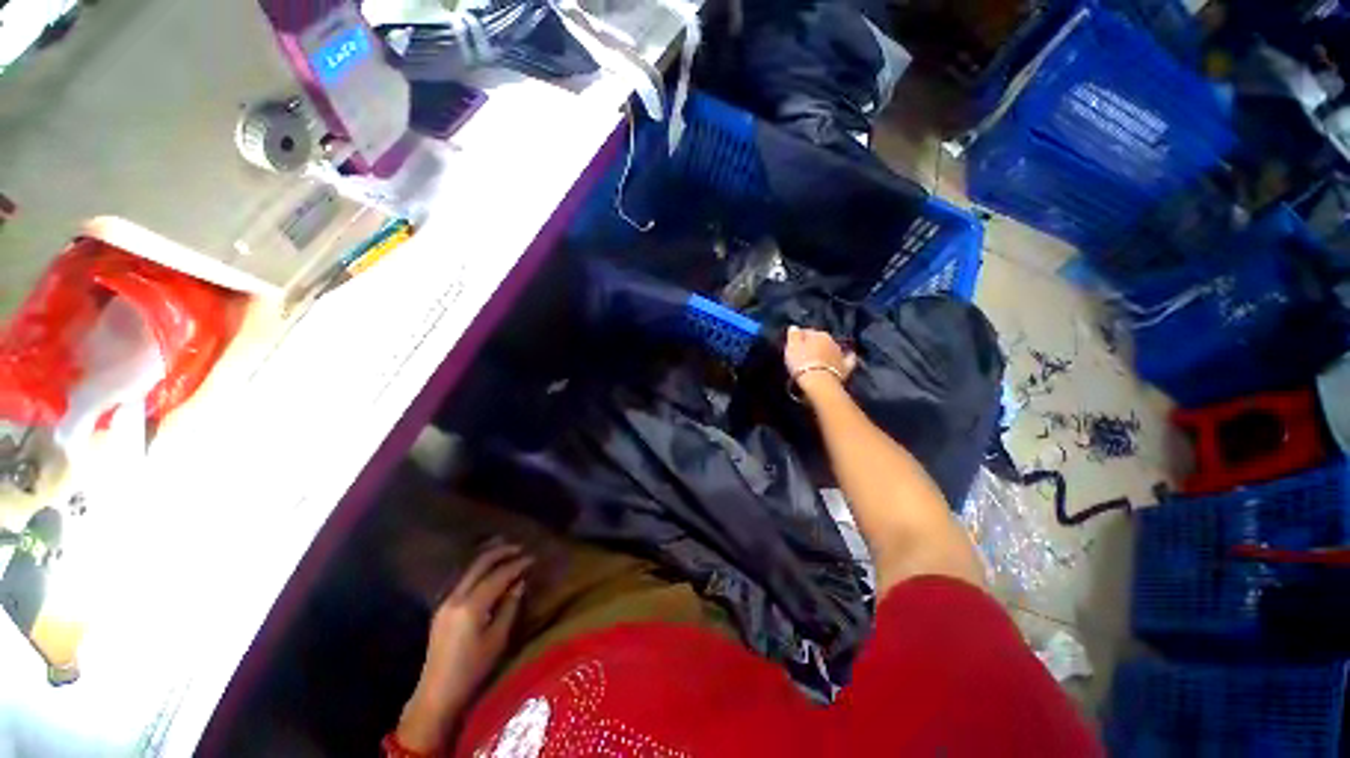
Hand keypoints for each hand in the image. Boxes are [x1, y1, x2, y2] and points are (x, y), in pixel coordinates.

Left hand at [397, 543, 533, 752]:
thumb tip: (519, 583)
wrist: (436, 695)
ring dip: (488, 558)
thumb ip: (509, 607)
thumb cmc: (472, 670)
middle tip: (519, 548)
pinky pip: (463, 580)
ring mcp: (446, 602)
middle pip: (479, 565)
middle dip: (500, 553)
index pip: (498, 576)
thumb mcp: (497, 640)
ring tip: (505, 550)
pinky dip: (478, 570)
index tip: (532, 558)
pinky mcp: (442, 609)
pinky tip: (488, 571)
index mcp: (471, 606)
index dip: (517, 565)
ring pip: (469, 569)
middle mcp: (456, 598)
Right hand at [784, 326, 857, 396]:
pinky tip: (844, 358)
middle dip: (814, 344)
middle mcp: (831, 341)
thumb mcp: (792, 347)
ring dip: (826, 351)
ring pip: (832, 348)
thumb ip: (793, 335)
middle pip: (821, 340)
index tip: (793, 344)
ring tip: (819, 358)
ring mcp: (840, 354)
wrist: (818, 382)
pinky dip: (846, 358)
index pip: (807, 332)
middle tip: (805, 353)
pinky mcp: (846, 367)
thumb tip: (795, 327)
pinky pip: (848, 359)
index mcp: (818, 334)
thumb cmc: (801, 363)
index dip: (799, 338)